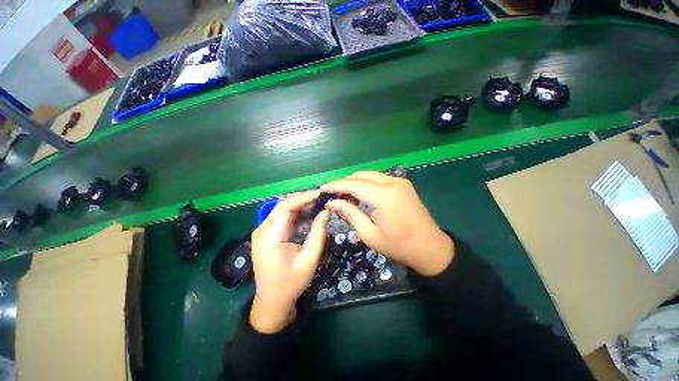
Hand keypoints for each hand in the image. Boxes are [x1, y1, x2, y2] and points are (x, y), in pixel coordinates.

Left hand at [249, 191, 328, 333]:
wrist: (273, 301)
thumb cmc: (291, 283)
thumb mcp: (309, 260)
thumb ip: (318, 233)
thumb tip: (326, 211)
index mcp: (269, 237)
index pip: (285, 207)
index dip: (303, 197)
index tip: (320, 193)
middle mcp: (263, 230)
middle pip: (283, 206)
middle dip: (304, 200)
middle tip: (323, 198)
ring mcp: (264, 232)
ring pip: (284, 210)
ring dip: (301, 206)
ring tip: (319, 203)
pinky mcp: (269, 234)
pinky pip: (284, 218)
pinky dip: (298, 214)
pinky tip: (310, 213)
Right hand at [322, 171, 453, 276]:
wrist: (430, 247)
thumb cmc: (398, 245)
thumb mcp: (370, 234)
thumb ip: (350, 214)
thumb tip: (333, 202)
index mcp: (384, 196)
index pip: (353, 184)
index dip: (336, 185)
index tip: (322, 189)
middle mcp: (392, 182)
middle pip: (361, 175)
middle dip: (345, 182)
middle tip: (333, 195)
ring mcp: (399, 181)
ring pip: (370, 174)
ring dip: (355, 182)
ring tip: (345, 195)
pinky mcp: (403, 183)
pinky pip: (379, 178)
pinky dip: (367, 183)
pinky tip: (361, 194)